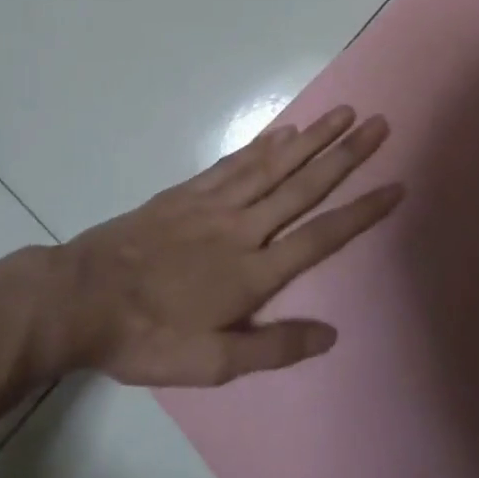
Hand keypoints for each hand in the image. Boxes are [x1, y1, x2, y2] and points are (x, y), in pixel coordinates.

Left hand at [45, 107, 400, 386]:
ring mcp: (214, 203)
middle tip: (378, 124)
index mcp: (252, 271)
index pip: (320, 235)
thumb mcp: (210, 364)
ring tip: (341, 113)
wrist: (83, 296)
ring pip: (274, 164)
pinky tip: (284, 131)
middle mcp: (242, 227)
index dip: (361, 211)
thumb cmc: (148, 336)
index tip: (395, 185)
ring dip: (312, 138)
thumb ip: (272, 346)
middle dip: (345, 154)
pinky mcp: (188, 191)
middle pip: (304, 186)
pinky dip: (263, 144)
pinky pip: (235, 162)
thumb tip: (330, 334)